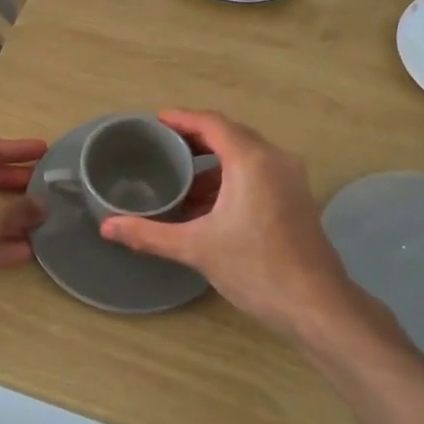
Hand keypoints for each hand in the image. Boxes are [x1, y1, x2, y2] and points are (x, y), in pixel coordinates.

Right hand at [100, 110, 354, 336]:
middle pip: (231, 135)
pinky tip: (208, 205)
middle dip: (196, 140)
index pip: (212, 124)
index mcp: (252, 160)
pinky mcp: (296, 199)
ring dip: (214, 164)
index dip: (182, 119)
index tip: (156, 121)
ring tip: (180, 180)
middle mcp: (275, 160)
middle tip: (162, 148)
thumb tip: (107, 228)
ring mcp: (290, 179)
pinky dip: (231, 179)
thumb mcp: (196, 249)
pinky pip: (258, 173)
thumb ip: (149, 234)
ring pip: (246, 156)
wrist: (316, 304)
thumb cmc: (256, 268)